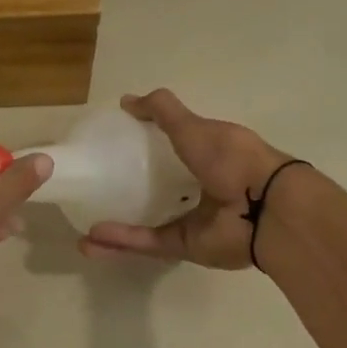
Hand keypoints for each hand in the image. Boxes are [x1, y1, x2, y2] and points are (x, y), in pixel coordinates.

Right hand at [79, 90, 293, 269]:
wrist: (264, 208)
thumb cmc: (232, 159)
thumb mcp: (194, 126)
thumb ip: (161, 112)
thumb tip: (125, 101)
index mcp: (208, 155)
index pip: (172, 150)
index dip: (146, 147)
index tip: (114, 145)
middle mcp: (199, 187)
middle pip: (157, 190)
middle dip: (126, 191)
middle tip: (93, 187)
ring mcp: (191, 219)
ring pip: (146, 222)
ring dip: (115, 225)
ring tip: (83, 223)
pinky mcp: (183, 245)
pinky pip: (147, 243)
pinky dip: (122, 241)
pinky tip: (92, 239)